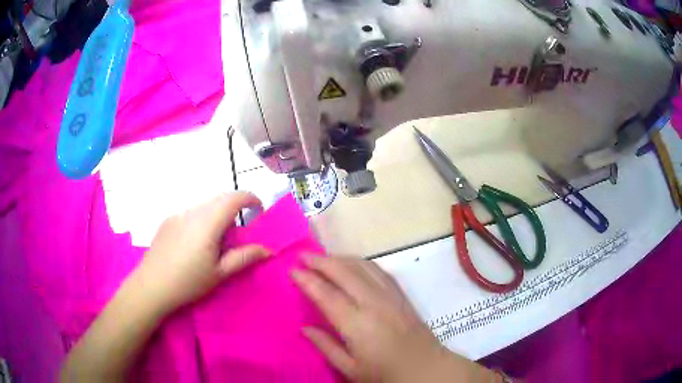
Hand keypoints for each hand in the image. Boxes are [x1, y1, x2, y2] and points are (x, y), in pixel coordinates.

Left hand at [137, 192, 269, 311]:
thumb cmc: (188, 281)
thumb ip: (244, 257)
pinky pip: (190, 211)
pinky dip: (201, 218)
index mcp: (208, 222)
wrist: (152, 285)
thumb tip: (266, 250)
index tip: (259, 210)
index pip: (234, 198)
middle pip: (219, 198)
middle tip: (238, 232)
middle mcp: (193, 211)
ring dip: (217, 213)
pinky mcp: (168, 220)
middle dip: (234, 207)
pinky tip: (195, 241)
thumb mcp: (219, 273)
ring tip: (215, 240)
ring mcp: (178, 214)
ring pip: (204, 204)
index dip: (250, 198)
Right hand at [291, 257, 497, 382]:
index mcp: (357, 324)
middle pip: (344, 271)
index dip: (307, 279)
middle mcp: (373, 303)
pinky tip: (353, 264)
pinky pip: (378, 270)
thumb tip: (304, 328)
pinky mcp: (401, 294)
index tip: (292, 270)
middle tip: (303, 255)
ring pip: (362, 265)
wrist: (425, 368)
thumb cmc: (385, 373)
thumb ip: (326, 346)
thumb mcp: (350, 369)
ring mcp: (390, 295)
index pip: (326, 294)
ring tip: (323, 258)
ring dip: (340, 258)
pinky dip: (361, 262)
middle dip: (321, 260)